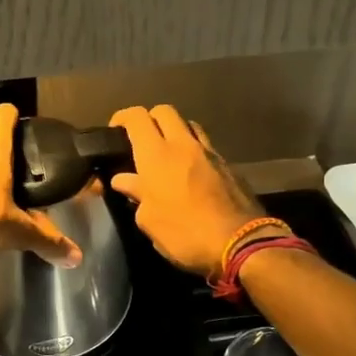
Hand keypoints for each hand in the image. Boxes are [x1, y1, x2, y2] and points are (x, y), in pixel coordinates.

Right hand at [108, 105, 264, 275]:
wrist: (240, 243)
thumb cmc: (184, 233)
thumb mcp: (149, 220)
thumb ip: (135, 193)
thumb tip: (123, 180)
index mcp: (156, 155)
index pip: (137, 117)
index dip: (122, 117)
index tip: (114, 132)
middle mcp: (183, 144)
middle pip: (164, 111)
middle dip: (149, 119)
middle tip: (140, 140)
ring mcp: (209, 152)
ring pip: (188, 125)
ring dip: (174, 132)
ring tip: (167, 154)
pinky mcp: (228, 165)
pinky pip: (205, 146)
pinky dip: (193, 150)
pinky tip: (190, 172)